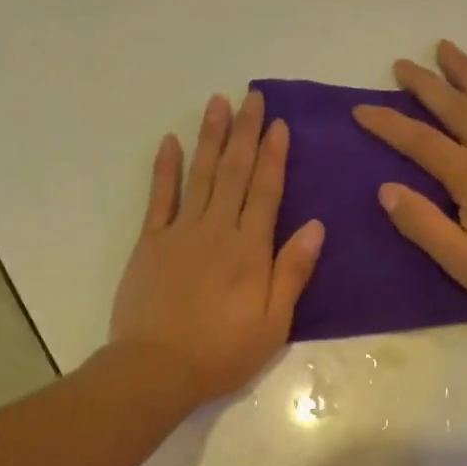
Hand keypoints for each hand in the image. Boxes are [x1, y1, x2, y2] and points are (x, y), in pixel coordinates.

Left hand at [111, 91, 324, 402]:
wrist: (158, 368)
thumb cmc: (223, 352)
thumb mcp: (274, 323)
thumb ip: (292, 272)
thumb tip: (316, 226)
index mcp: (250, 250)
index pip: (266, 191)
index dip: (274, 155)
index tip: (279, 123)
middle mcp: (217, 231)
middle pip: (234, 173)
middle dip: (246, 133)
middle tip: (252, 97)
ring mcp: (180, 233)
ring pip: (200, 175)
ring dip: (210, 137)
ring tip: (218, 103)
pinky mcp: (150, 243)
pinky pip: (159, 197)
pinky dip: (165, 168)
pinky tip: (171, 141)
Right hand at [353, 41, 466, 315]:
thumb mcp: (461, 262)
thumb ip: (422, 224)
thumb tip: (386, 189)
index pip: (418, 141)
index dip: (387, 124)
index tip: (361, 110)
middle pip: (454, 106)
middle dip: (425, 84)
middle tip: (402, 64)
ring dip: (466, 71)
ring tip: (445, 48)